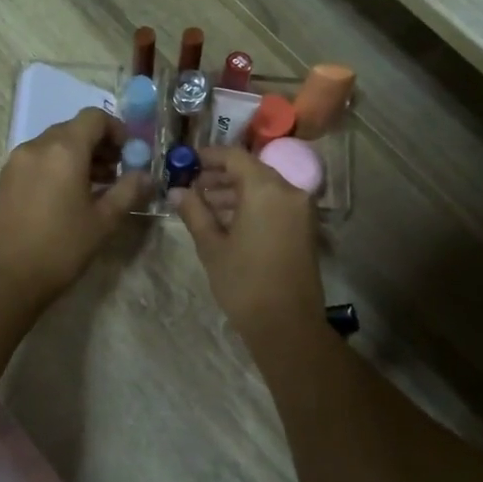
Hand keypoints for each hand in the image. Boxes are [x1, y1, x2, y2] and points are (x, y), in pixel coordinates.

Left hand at [0, 109, 149, 308]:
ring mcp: (18, 161)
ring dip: (79, 155)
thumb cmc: (62, 247)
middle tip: (117, 172)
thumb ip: (128, 190)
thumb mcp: (104, 220)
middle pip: (74, 128)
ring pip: (55, 143)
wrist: (7, 279)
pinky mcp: (7, 178)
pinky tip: (70, 195)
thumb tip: (146, 175)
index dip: (117, 129)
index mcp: (64, 149)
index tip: (129, 154)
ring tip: (97, 186)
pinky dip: (58, 165)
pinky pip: (39, 158)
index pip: (94, 117)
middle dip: (99, 144)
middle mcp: (37, 146)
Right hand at [172, 145, 324, 338]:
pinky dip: (252, 205)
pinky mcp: (305, 227)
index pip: (234, 157)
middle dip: (220, 176)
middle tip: (191, 186)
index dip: (208, 156)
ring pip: (264, 188)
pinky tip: (227, 220)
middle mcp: (289, 191)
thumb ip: (194, 212)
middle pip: (251, 170)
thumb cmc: (244, 282)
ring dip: (235, 192)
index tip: (186, 162)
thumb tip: (176, 191)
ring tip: (203, 205)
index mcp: (266, 189)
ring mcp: (301, 210)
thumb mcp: (212, 246)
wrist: (287, 325)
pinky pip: (275, 203)